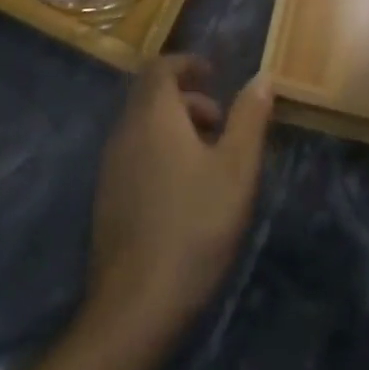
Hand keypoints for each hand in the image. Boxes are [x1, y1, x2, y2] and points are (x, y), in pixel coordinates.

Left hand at [87, 55, 273, 336]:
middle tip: (221, 121)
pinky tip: (184, 191)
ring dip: (175, 127)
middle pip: (151, 95)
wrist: (135, 306)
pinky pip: (134, 153)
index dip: (187, 63)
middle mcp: (125, 131)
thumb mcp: (236, 169)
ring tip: (210, 158)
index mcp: (153, 115)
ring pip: (143, 126)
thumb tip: (262, 76)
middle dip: (187, 98)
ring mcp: (110, 167)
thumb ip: (249, 117)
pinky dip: (160, 151)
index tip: (214, 73)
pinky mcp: (106, 198)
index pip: (161, 67)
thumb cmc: (194, 226)